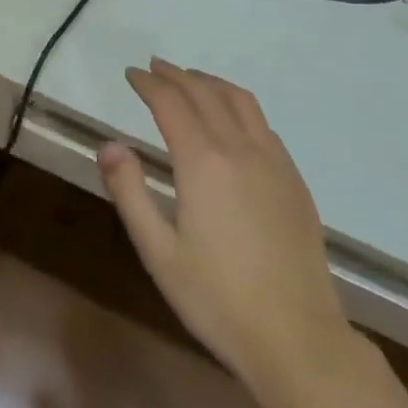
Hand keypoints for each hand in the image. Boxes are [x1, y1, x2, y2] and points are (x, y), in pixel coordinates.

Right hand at [98, 59, 361, 406]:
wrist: (298, 340)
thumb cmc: (217, 300)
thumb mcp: (158, 252)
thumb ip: (130, 192)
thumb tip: (108, 145)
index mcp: (203, 162)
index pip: (171, 103)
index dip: (148, 84)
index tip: (131, 74)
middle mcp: (240, 149)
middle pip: (205, 93)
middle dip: (176, 75)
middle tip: (153, 68)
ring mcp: (274, 162)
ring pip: (240, 101)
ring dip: (210, 82)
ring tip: (190, 79)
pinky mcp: (294, 180)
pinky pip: (263, 124)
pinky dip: (239, 105)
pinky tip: (232, 119)